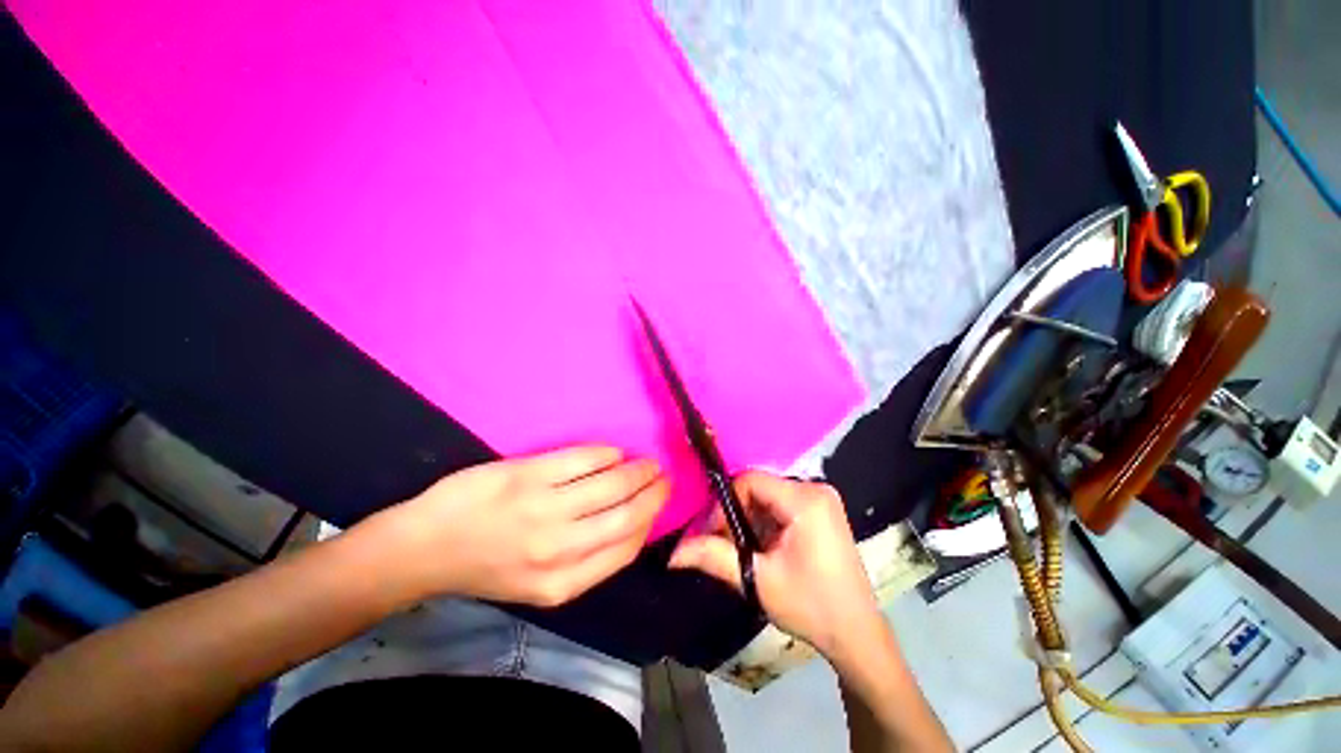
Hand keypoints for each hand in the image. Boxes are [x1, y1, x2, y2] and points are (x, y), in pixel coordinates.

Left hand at [372, 446, 668, 607]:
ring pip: (612, 483)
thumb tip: (629, 523)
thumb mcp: (539, 584)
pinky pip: (585, 459)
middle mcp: (559, 549)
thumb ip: (585, 560)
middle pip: (627, 515)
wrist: (425, 547)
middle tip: (663, 477)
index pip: (627, 548)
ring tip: (647, 463)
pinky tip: (614, 453)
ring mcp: (544, 509)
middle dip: (654, 493)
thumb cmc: (486, 566)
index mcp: (563, 584)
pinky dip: (607, 454)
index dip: (651, 522)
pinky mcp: (529, 476)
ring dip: (638, 470)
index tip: (661, 504)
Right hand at [669, 472, 881, 659]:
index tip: (715, 533)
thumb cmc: (811, 607)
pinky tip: (762, 547)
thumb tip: (673, 553)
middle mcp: (815, 488)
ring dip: (748, 519)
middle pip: (758, 487)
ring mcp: (821, 498)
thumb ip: (714, 557)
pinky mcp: (821, 510)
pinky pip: (780, 504)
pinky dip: (764, 522)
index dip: (726, 502)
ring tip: (742, 549)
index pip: (749, 480)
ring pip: (767, 496)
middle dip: (736, 513)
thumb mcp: (758, 580)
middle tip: (724, 544)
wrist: (856, 634)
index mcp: (805, 499)